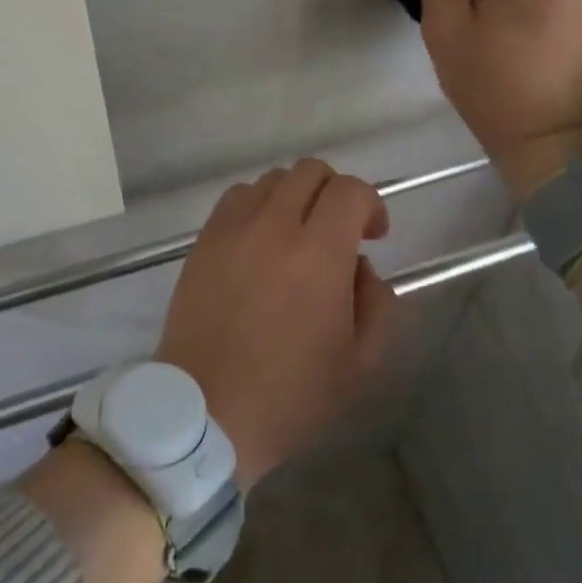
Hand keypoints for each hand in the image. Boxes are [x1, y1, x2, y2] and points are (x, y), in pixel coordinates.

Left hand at [154, 158, 397, 488]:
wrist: (205, 411)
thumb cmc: (289, 396)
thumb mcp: (360, 364)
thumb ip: (377, 302)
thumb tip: (359, 265)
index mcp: (318, 255)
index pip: (350, 190)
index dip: (371, 204)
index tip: (373, 235)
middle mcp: (274, 226)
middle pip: (310, 171)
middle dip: (335, 193)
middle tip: (339, 232)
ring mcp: (233, 229)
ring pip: (272, 179)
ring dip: (295, 197)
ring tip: (297, 236)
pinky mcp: (204, 239)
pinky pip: (237, 197)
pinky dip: (258, 205)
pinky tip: (261, 241)